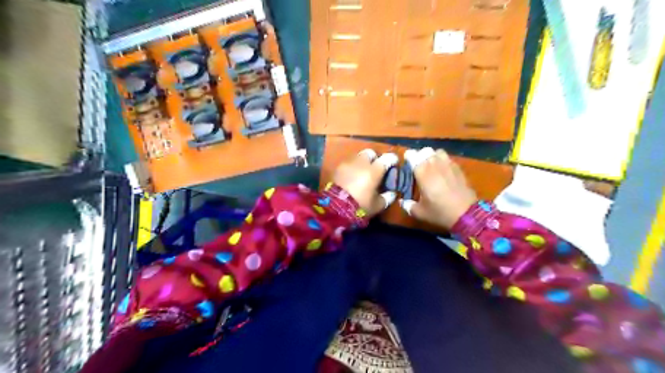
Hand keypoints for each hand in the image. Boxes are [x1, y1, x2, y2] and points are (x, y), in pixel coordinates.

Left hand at [335, 150, 395, 216]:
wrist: (336, 207)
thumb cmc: (360, 205)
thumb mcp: (378, 205)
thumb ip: (387, 197)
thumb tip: (392, 193)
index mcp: (374, 170)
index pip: (387, 158)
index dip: (392, 159)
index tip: (394, 163)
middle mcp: (362, 163)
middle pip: (370, 153)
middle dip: (374, 158)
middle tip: (375, 168)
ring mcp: (348, 164)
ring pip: (358, 157)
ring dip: (362, 162)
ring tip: (362, 173)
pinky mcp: (338, 168)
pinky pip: (348, 164)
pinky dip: (352, 168)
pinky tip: (352, 177)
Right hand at [399, 147, 478, 228]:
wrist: (467, 214)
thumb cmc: (439, 211)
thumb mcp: (420, 212)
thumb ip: (408, 205)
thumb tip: (402, 202)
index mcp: (421, 171)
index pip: (412, 155)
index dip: (408, 157)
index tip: (406, 163)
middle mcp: (434, 163)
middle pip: (425, 151)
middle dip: (420, 156)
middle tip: (418, 166)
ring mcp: (448, 164)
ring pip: (438, 152)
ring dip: (433, 156)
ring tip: (431, 166)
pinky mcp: (458, 168)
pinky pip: (448, 159)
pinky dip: (443, 162)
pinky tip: (443, 172)